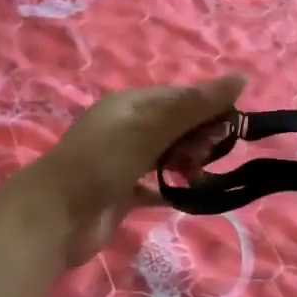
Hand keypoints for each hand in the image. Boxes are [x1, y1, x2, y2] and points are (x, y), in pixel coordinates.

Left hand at [15, 76, 246, 266]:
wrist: (54, 219)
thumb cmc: (102, 163)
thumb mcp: (150, 128)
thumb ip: (195, 106)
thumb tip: (241, 77)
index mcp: (130, 105)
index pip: (180, 98)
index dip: (208, 108)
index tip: (231, 128)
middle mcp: (126, 129)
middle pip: (176, 126)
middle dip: (198, 139)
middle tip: (203, 157)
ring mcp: (123, 162)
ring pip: (168, 155)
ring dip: (187, 163)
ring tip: (194, 177)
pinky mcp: (122, 194)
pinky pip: (156, 186)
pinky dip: (173, 188)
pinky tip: (189, 195)